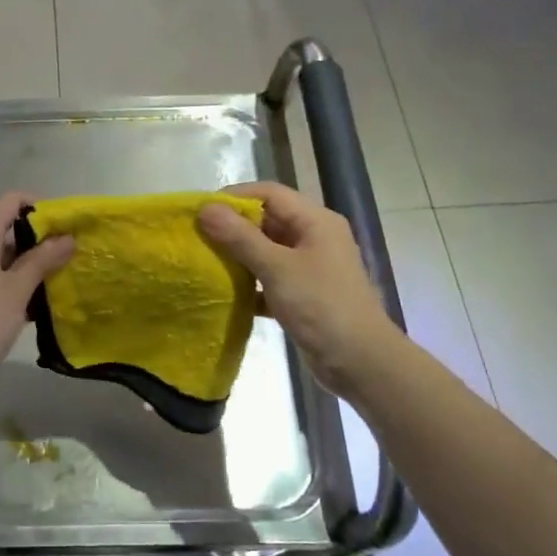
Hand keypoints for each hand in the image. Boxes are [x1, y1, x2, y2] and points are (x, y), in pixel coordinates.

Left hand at [0, 191, 74, 397]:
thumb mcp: (17, 291)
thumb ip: (41, 261)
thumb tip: (66, 238)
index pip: (8, 202)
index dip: (37, 206)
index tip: (62, 227)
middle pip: (4, 230)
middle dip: (37, 241)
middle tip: (66, 259)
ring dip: (26, 267)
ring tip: (55, 284)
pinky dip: (11, 286)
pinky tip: (31, 308)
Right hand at [198, 182, 398, 396]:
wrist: (360, 361)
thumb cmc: (321, 306)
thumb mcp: (277, 268)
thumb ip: (240, 237)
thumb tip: (206, 208)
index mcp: (315, 221)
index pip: (269, 193)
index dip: (234, 197)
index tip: (200, 211)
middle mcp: (314, 238)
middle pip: (267, 220)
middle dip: (232, 227)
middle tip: (196, 237)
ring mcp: (310, 267)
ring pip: (267, 251)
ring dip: (238, 256)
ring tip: (204, 261)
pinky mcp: (303, 295)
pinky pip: (270, 279)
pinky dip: (249, 283)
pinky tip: (225, 293)